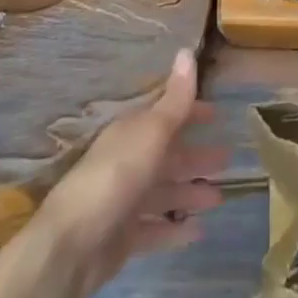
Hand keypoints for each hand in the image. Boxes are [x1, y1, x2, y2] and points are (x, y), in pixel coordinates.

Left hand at [28, 49, 226, 297]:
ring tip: (219, 199)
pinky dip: (175, 230)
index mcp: (132, 134)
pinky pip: (155, 228)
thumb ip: (175, 99)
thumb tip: (186, 50)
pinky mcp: (123, 238)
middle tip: (227, 161)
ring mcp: (124, 201)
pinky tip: (198, 231)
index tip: (217, 115)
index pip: (166, 115)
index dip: (191, 113)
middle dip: (196, 157)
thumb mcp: (151, 132)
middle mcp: (128, 162)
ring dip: (190, 193)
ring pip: (164, 192)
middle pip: (168, 156)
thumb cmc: (114, 178)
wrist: (69, 247)